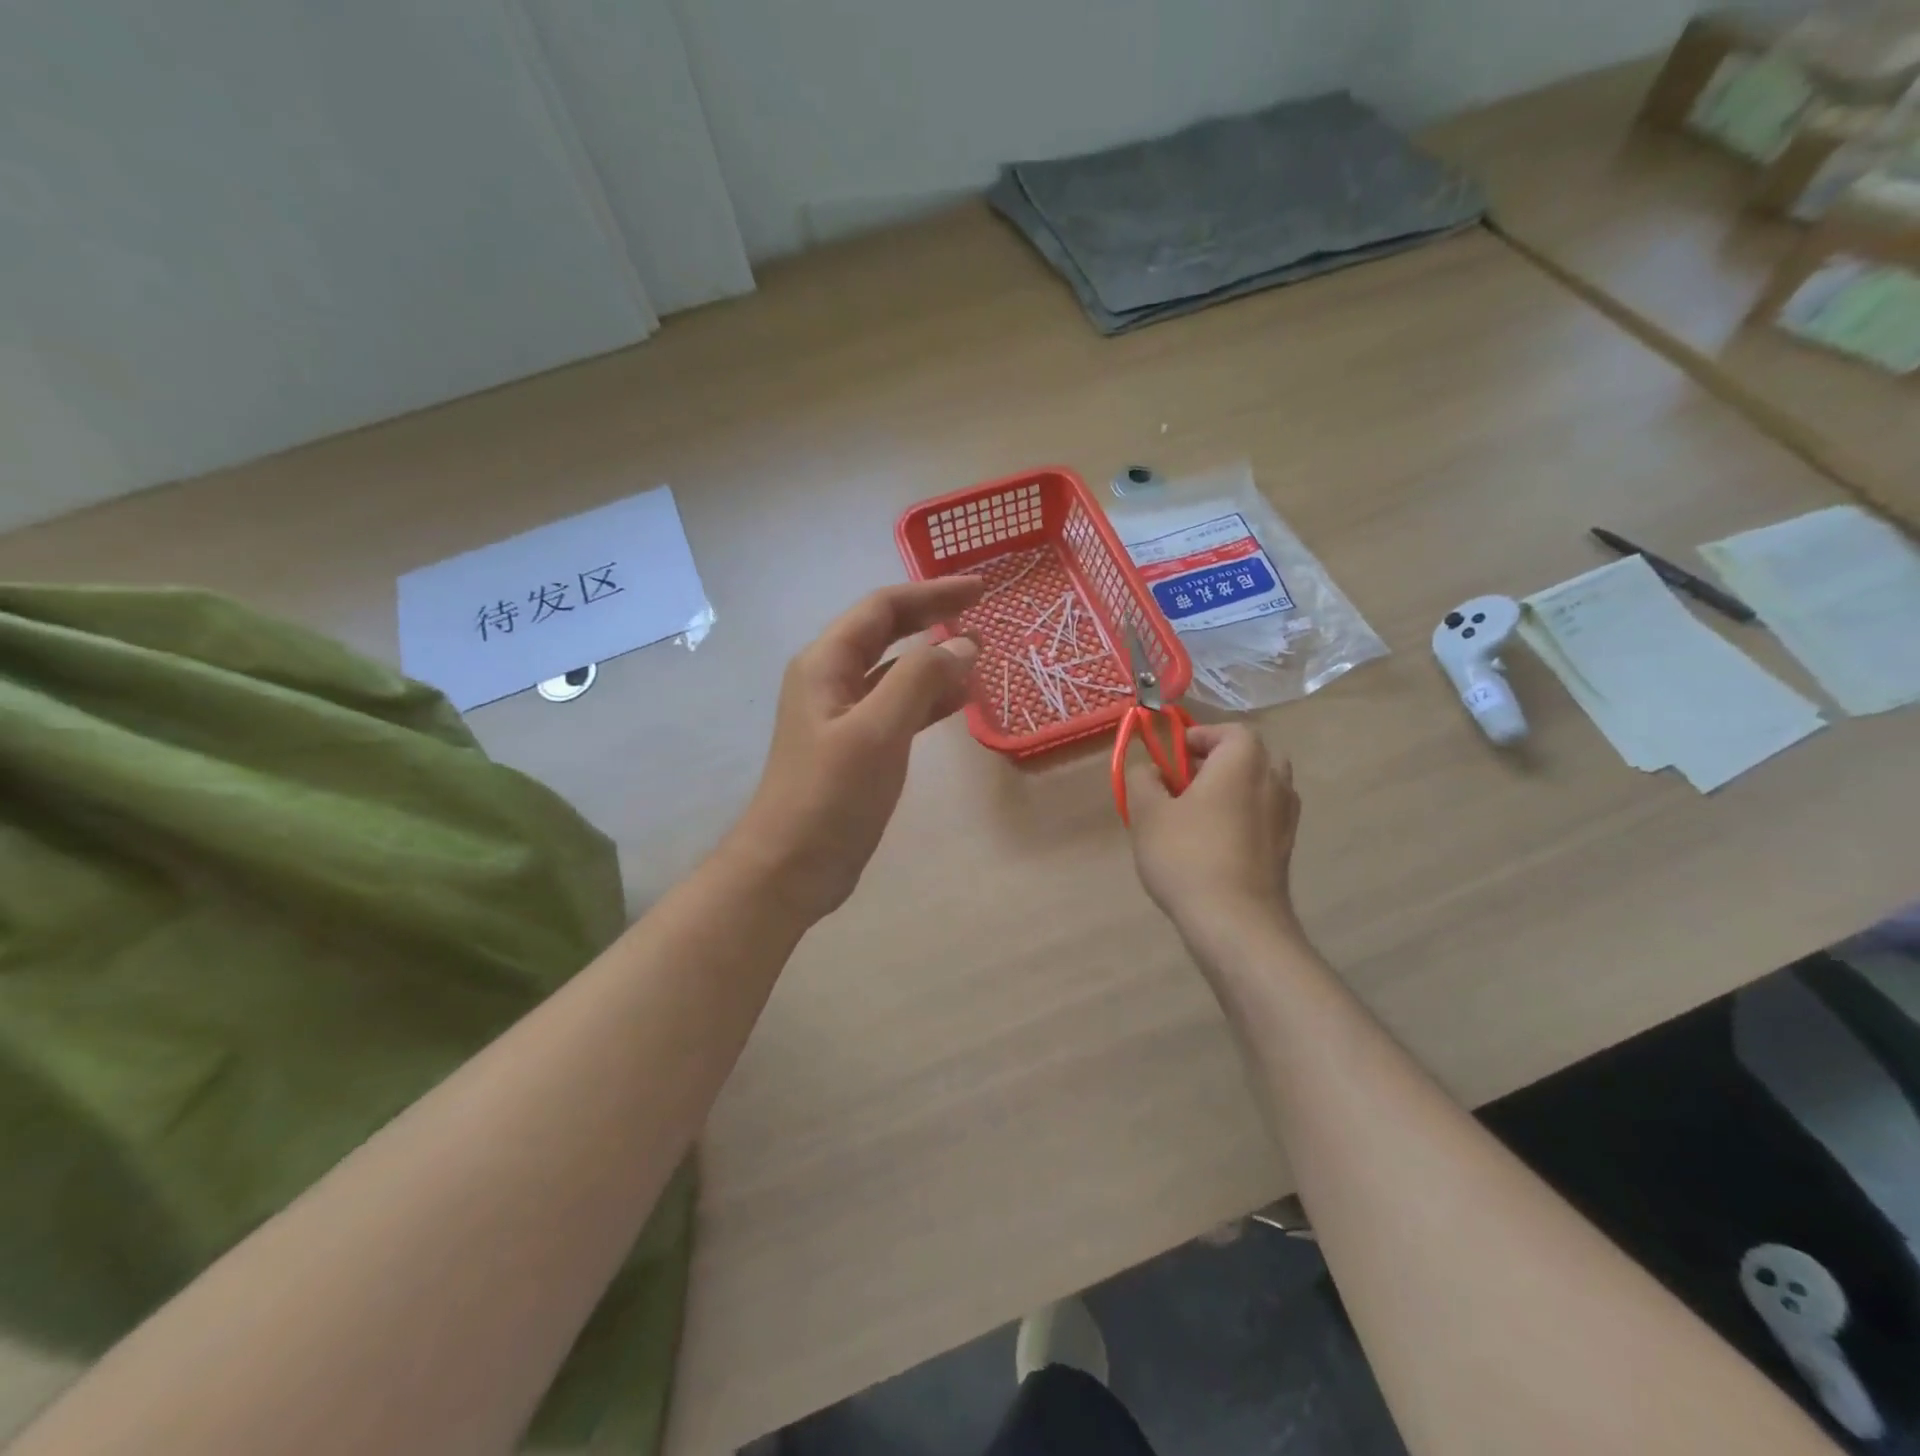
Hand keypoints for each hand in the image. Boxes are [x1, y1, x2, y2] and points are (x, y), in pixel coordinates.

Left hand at [732, 578, 983, 922]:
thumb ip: (920, 680)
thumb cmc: (830, 794)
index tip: (980, 590)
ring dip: (934, 660)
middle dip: (932, 618)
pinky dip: (928, 699)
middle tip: (982, 612)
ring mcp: (843, 716)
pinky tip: (958, 702)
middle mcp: (831, 680)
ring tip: (979, 655)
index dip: (932, 593)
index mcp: (826, 664)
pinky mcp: (857, 748)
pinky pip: (898, 708)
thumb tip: (963, 644)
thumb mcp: (878, 730)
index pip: (882, 609)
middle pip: (886, 633)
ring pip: (895, 672)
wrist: (792, 866)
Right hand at [1126, 724, 1302, 948]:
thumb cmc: (1187, 856)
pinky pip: (1263, 816)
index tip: (1170, 759)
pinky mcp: (1286, 847)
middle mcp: (1274, 780)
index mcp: (1244, 761)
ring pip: (1258, 787)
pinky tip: (1213, 844)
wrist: (1236, 921)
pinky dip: (1241, 818)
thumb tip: (1152, 771)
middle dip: (1216, 763)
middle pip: (1249, 756)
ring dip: (1230, 792)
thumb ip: (1143, 779)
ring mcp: (1286, 816)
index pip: (1229, 731)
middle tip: (1182, 785)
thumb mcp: (1147, 813)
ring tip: (1195, 817)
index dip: (1198, 737)